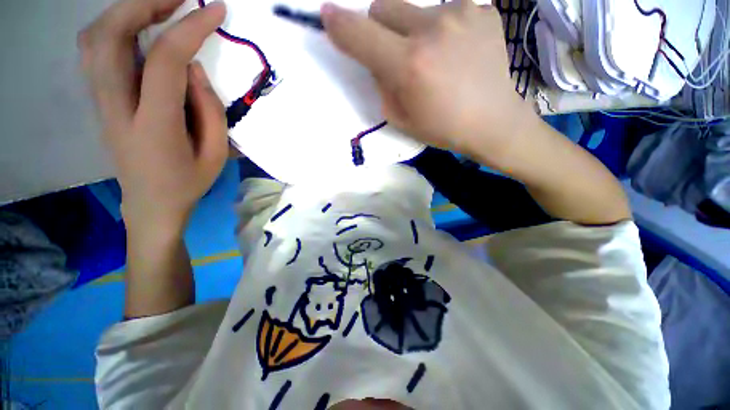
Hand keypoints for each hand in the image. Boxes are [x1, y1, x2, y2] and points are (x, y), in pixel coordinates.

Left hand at [79, 0, 227, 233]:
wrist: (150, 204)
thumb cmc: (189, 182)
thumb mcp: (216, 154)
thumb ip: (209, 110)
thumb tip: (194, 68)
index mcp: (154, 125)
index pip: (166, 61)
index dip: (190, 29)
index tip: (216, 10)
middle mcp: (116, 106)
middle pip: (111, 36)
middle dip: (145, 4)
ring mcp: (101, 101)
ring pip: (95, 38)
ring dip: (125, 11)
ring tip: (159, 6)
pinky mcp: (98, 100)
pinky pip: (94, 51)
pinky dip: (112, 27)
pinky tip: (136, 28)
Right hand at [322, 0, 538, 162]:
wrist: (492, 121)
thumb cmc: (442, 127)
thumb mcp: (401, 119)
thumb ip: (382, 86)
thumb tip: (377, 61)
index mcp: (409, 65)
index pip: (361, 34)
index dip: (340, 24)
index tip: (328, 16)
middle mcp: (431, 29)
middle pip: (383, 7)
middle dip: (379, 28)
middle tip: (395, 53)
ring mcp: (460, 13)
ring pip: (415, 8)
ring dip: (412, 30)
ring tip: (434, 57)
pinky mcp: (482, 9)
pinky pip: (446, 10)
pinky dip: (441, 29)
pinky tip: (456, 50)